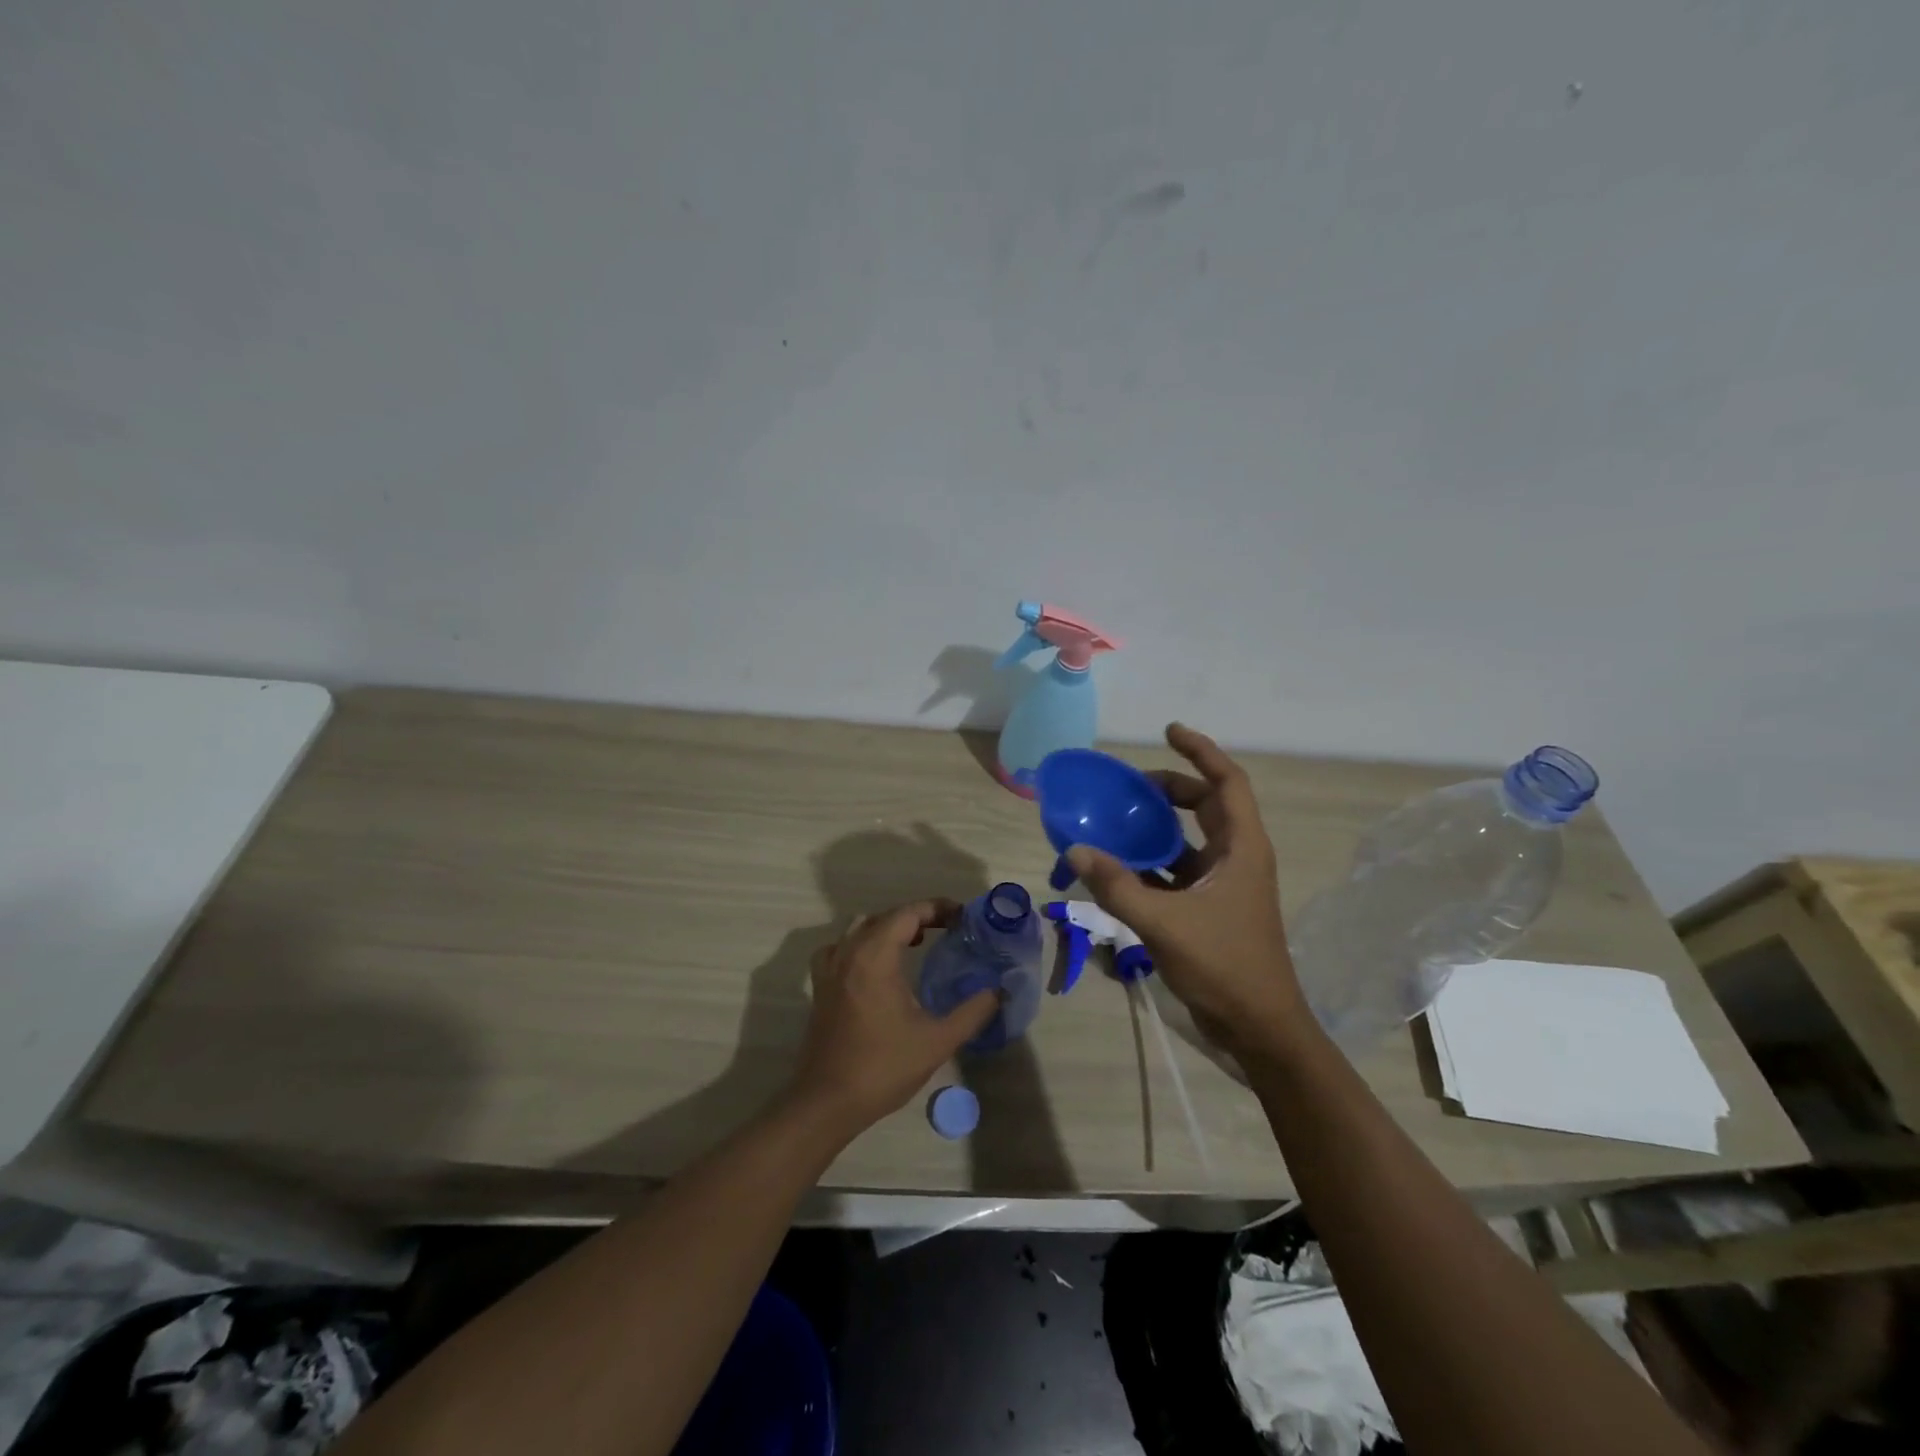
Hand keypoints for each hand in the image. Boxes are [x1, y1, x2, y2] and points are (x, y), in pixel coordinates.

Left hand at [789, 900, 999, 1132]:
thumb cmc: (883, 1067)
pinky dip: (861, 943)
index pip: (908, 913)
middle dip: (918, 916)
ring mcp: (830, 968)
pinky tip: (875, 965)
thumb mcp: (937, 1041)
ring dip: (889, 927)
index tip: (963, 917)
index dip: (937, 908)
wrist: (827, 1101)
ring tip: (916, 942)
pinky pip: (841, 947)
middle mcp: (849, 952)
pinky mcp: (820, 986)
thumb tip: (999, 991)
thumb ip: (972, 1012)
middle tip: (948, 929)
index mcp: (875, 956)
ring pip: (860, 927)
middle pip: (886, 916)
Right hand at [1067, 724, 1305, 1053]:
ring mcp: (1226, 884)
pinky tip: (1121, 866)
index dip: (1200, 751)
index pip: (1227, 782)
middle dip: (1173, 788)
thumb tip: (1074, 850)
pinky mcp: (1213, 907)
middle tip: (1131, 785)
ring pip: (1192, 838)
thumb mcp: (1164, 923)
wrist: (1260, 1027)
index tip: (1169, 731)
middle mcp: (1238, 857)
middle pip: (1208, 804)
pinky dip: (1154, 861)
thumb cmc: (1225, 966)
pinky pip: (1181, 869)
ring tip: (1120, 818)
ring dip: (1160, 825)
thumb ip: (1117, 886)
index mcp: (1242, 848)